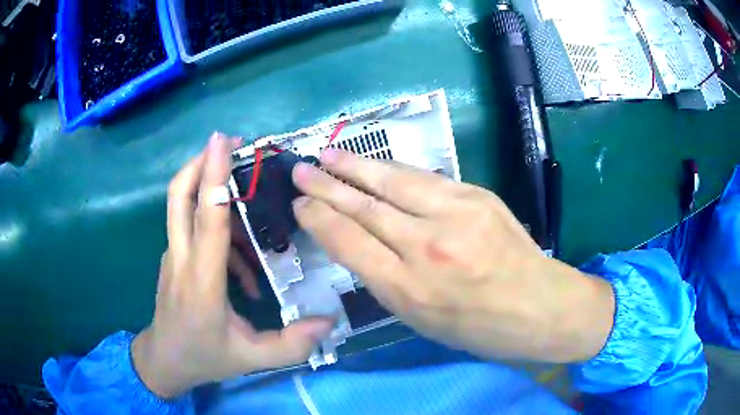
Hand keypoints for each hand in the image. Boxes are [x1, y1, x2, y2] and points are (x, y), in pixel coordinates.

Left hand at [131, 134, 332, 398]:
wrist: (164, 360)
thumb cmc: (205, 357)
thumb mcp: (252, 358)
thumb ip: (292, 345)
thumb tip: (329, 321)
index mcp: (201, 281)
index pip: (207, 218)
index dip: (214, 176)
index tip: (223, 141)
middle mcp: (182, 259)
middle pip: (178, 195)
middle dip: (200, 162)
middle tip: (230, 143)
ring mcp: (174, 255)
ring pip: (184, 206)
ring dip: (214, 194)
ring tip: (253, 214)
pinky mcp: (175, 257)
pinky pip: (193, 229)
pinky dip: (218, 229)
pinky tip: (243, 265)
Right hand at [292, 149, 614, 362]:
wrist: (540, 307)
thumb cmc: (479, 328)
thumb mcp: (421, 320)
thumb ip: (386, 281)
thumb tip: (358, 242)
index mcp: (408, 290)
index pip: (348, 241)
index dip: (318, 219)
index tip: (300, 205)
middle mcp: (426, 247)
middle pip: (364, 207)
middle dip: (326, 186)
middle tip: (301, 171)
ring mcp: (455, 215)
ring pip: (392, 182)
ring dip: (355, 167)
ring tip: (329, 155)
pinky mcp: (477, 196)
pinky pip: (425, 178)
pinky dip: (394, 171)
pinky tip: (376, 166)